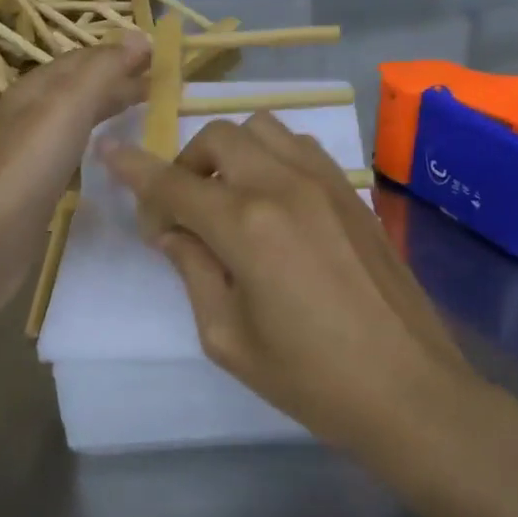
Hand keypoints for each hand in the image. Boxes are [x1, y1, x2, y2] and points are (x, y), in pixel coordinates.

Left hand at [0, 32, 150, 287]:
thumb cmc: (28, 166)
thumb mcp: (67, 107)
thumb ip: (103, 71)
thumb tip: (139, 35)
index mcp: (35, 87)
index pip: (84, 58)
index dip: (121, 53)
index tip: (163, 56)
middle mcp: (32, 112)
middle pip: (81, 85)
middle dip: (120, 79)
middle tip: (164, 84)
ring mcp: (32, 149)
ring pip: (78, 116)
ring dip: (110, 107)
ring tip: (146, 110)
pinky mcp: (37, 183)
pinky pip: (74, 147)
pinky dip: (98, 139)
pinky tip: (110, 151)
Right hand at [103, 113, 474, 449]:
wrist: (408, 388)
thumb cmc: (310, 377)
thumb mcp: (228, 337)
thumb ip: (192, 270)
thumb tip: (171, 230)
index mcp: (246, 226)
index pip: (174, 184)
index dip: (134, 168)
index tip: (109, 152)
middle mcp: (283, 186)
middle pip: (218, 138)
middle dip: (188, 164)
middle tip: (183, 211)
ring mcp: (323, 182)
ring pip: (262, 128)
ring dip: (232, 153)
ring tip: (230, 199)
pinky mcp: (350, 191)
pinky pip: (299, 146)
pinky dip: (271, 156)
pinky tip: (274, 200)